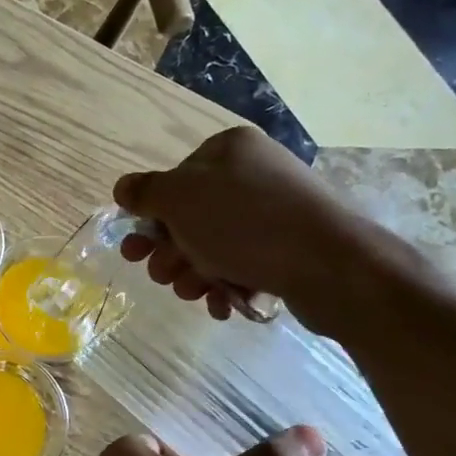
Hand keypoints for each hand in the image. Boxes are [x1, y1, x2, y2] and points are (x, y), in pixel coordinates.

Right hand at [114, 126, 420, 336]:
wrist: (332, 265)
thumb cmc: (245, 224)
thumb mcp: (180, 200)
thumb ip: (145, 192)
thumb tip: (123, 188)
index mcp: (228, 151)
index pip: (173, 181)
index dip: (150, 219)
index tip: (135, 251)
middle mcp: (254, 174)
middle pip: (191, 217)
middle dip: (171, 252)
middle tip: (163, 275)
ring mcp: (276, 211)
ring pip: (216, 245)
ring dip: (195, 273)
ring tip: (196, 294)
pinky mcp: (292, 247)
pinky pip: (246, 263)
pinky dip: (228, 284)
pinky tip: (224, 304)